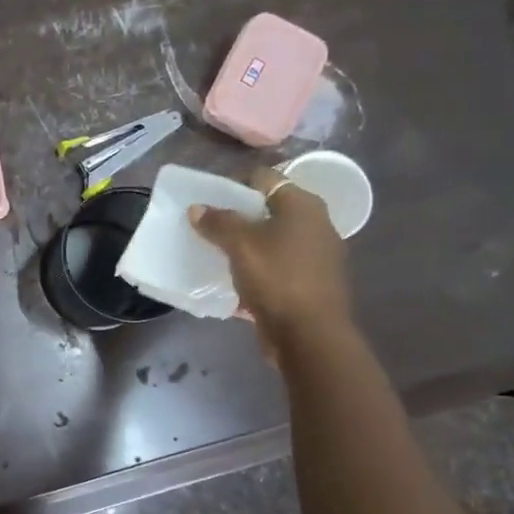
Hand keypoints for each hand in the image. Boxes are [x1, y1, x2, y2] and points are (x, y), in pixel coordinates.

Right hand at [190, 167, 351, 349]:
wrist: (309, 335)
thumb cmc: (277, 278)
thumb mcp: (240, 244)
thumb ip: (217, 222)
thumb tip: (197, 208)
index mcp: (303, 205)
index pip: (264, 178)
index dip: (233, 183)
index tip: (207, 198)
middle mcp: (315, 225)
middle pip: (268, 209)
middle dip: (237, 216)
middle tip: (208, 226)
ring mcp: (316, 256)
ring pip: (272, 240)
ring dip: (245, 245)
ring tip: (216, 253)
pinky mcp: (310, 284)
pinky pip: (276, 267)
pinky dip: (256, 269)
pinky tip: (233, 280)